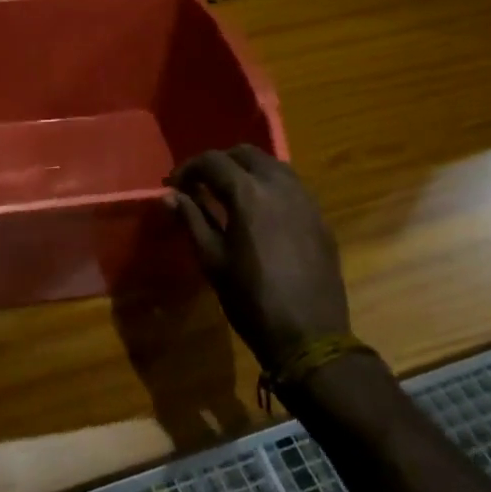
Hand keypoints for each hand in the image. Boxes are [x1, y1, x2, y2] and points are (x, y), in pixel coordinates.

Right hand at [167, 145, 353, 373]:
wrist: (311, 337)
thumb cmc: (252, 300)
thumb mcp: (212, 260)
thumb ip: (192, 219)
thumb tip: (170, 196)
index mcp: (248, 193)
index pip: (213, 161)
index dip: (188, 168)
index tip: (175, 185)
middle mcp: (279, 186)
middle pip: (246, 154)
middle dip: (220, 163)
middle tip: (201, 184)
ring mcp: (305, 200)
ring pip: (273, 165)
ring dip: (248, 170)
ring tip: (230, 193)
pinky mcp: (320, 218)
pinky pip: (292, 186)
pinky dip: (271, 186)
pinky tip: (261, 211)